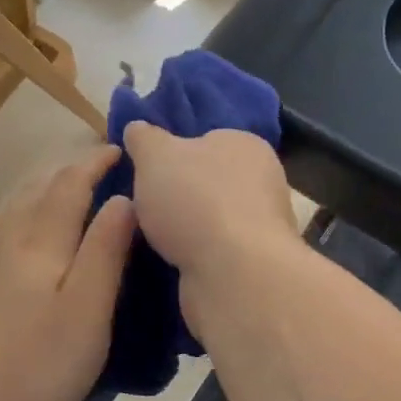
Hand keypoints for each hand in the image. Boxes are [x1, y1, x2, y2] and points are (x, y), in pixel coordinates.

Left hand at [0, 147, 135, 400]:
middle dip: (71, 170)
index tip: (120, 151)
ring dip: (45, 186)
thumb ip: (106, 251)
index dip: (95, 163)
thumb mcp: (88, 311)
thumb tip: (124, 200)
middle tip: (102, 168)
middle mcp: (9, 237)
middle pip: (39, 187)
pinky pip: (1, 223)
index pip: (71, 184)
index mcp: (41, 240)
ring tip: (70, 189)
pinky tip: (25, 226)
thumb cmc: (36, 362)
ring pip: (16, 203)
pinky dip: (23, 208)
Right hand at [120, 122, 299, 330]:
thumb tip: (137, 127)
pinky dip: (196, 257)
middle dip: (179, 195)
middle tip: (146, 207)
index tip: (148, 172)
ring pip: (212, 220)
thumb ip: (145, 139)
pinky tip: (175, 263)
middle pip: (209, 182)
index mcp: (246, 145)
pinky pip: (216, 253)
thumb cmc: (195, 200)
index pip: (207, 140)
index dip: (175, 154)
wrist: (233, 273)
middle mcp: (262, 182)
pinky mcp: (254, 264)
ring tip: (153, 240)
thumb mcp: (156, 156)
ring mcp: (261, 226)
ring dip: (186, 230)